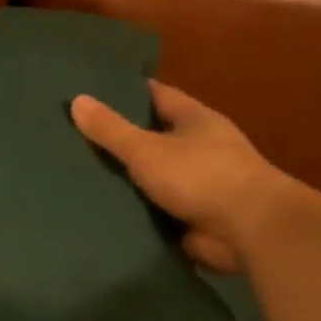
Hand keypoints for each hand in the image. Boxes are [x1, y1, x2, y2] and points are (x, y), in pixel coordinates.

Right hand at [71, 82, 292, 272]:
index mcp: (195, 120)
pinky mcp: (190, 216)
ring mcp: (196, 184)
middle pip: (152, 136)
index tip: (92, 92)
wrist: (247, 229)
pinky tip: (99, 210)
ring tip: (76, 175)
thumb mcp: (147, 148)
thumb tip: (76, 100)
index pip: (156, 96)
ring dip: (123, 178)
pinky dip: (131, 210)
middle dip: (119, 138)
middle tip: (73, 137)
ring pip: (150, 175)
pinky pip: (153, 208)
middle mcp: (198, 147)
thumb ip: (111, 129)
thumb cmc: (201, 176)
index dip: (127, 93)